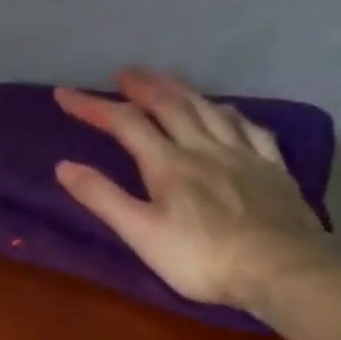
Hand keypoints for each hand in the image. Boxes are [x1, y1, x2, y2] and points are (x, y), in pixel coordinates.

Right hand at [54, 68, 328, 310]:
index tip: (65, 94)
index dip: (93, 106)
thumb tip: (64, 166)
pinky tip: (226, 112)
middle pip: (171, 105)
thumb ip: (103, 199)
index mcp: (168, 164)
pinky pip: (249, 128)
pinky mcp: (271, 167)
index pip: (125, 124)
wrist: (277, 266)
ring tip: (167, 82)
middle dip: (142, 86)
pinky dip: (229, 113)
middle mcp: (204, 147)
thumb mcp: (140, 234)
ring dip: (183, 90)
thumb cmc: (199, 258)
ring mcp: (242, 153)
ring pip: (209, 109)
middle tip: (123, 73)